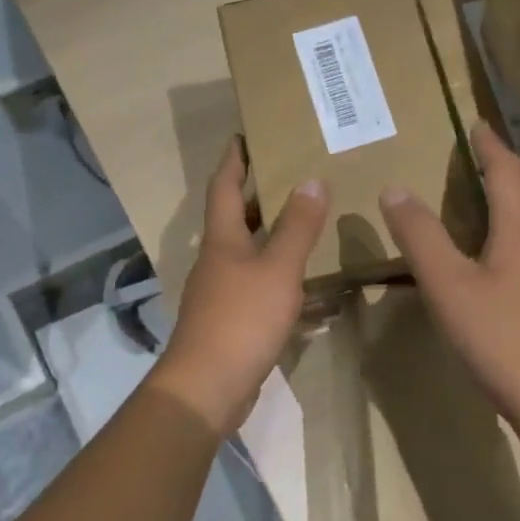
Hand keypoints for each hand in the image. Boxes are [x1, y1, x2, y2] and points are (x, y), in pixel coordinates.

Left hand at [150, 139, 328, 434]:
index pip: (223, 186)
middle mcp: (216, 261)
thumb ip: (297, 226)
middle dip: (255, 195)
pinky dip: (279, 278)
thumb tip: (311, 180)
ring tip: (304, 223)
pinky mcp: (231, 321)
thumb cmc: (242, 319)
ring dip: (270, 236)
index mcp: (222, 240)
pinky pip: (258, 287)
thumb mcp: (278, 269)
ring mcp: (221, 293)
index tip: (244, 134)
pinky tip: (306, 286)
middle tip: (287, 174)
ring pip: (248, 254)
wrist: (208, 387)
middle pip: (233, 218)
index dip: (234, 159)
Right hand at [380, 122, 519, 436]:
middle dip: (510, 165)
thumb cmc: (503, 340)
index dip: (490, 145)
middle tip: (485, 155)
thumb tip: (395, 189)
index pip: (506, 170)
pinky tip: (510, 254)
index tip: (478, 124)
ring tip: (495, 195)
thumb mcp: (449, 287)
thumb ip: (421, 237)